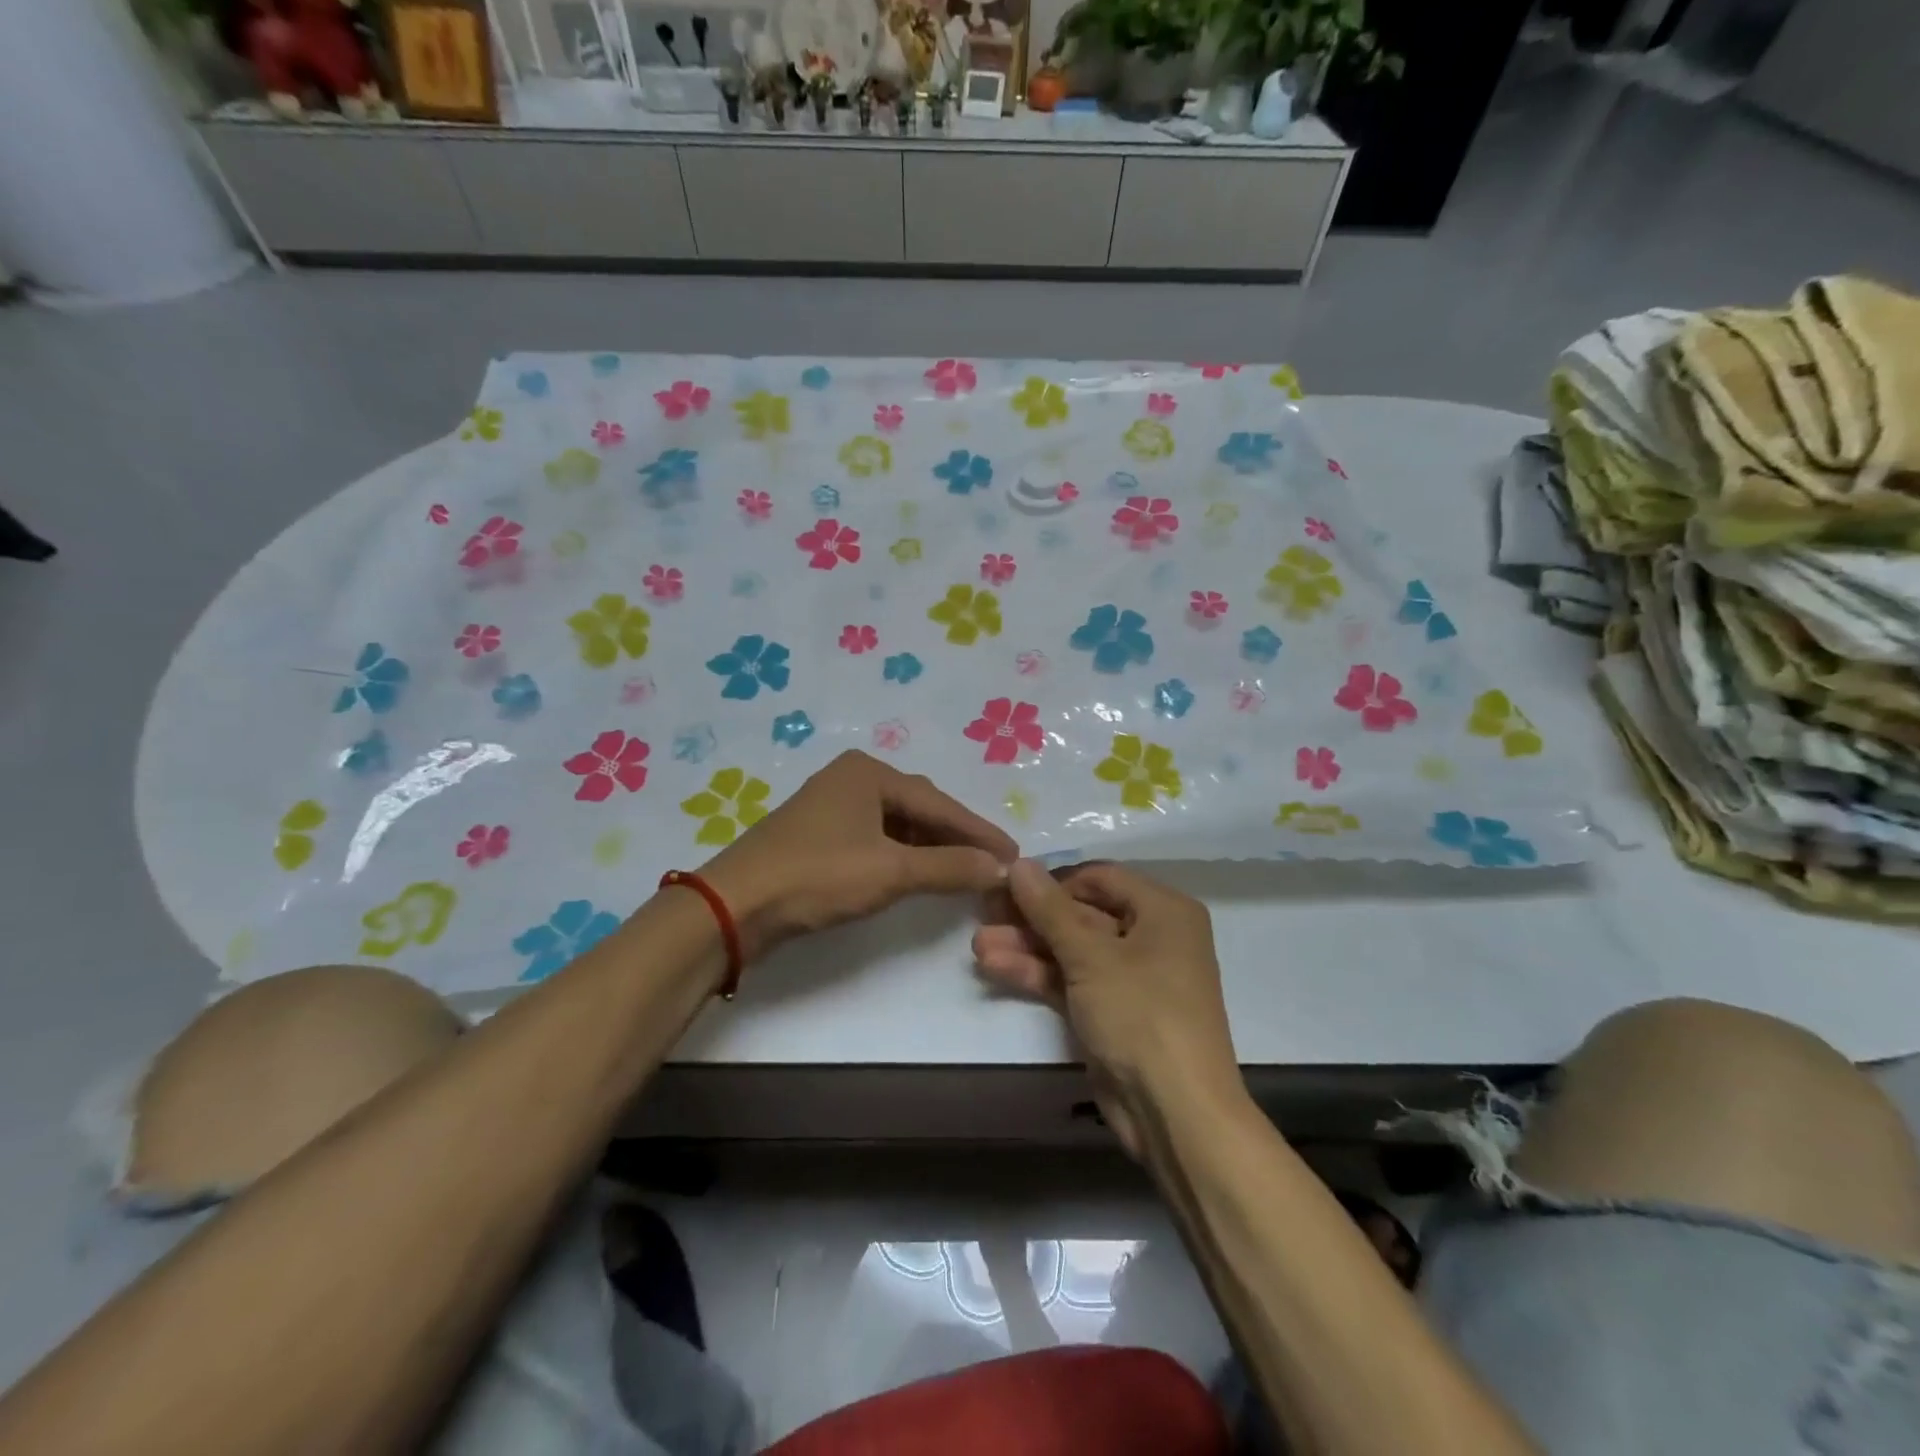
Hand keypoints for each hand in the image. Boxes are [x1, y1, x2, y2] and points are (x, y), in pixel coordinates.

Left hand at [701, 751, 1016, 960]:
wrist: (735, 905)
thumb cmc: (817, 875)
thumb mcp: (891, 872)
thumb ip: (949, 867)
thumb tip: (1001, 868)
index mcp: (869, 772)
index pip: (939, 802)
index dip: (979, 831)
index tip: (1014, 855)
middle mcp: (852, 778)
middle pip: (920, 808)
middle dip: (956, 837)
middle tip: (992, 863)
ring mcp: (832, 805)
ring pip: (897, 825)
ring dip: (930, 848)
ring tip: (962, 872)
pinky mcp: (819, 834)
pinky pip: (876, 838)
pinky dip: (902, 856)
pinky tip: (917, 874)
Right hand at [972, 861, 1239, 1154]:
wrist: (1175, 1112)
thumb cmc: (1142, 1015)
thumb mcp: (1091, 956)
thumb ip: (1049, 909)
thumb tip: (1020, 863)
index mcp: (1163, 911)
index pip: (1100, 877)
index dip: (1053, 880)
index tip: (1008, 884)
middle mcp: (1151, 936)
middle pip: (1082, 913)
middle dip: (1032, 917)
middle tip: (984, 912)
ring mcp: (1130, 977)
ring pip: (1072, 950)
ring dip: (1027, 946)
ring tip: (978, 944)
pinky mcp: (1112, 1011)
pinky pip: (1072, 980)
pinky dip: (1038, 974)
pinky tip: (994, 966)